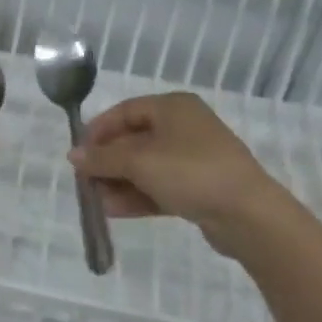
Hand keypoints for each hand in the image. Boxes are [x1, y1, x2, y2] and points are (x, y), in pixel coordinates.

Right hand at [69, 92, 286, 254]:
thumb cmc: (189, 172)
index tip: (78, 153)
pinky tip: (114, 211)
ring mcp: (193, 159)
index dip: (98, 130)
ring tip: (97, 202)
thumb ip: (102, 158)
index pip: (124, 111)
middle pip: (133, 140)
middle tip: (85, 181)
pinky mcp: (199, 188)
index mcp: (172, 107)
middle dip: (107, 162)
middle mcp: (183, 127)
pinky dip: (137, 196)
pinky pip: (159, 186)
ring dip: (119, 183)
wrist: (248, 215)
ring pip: (145, 167)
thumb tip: (73, 156)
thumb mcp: (138, 161)